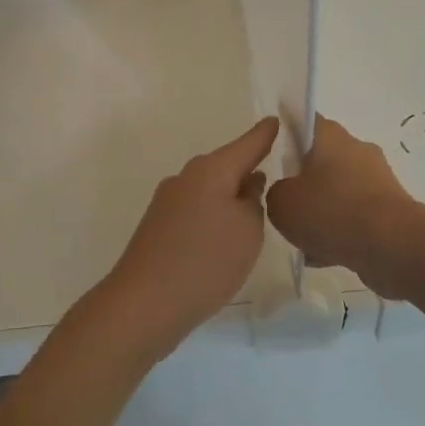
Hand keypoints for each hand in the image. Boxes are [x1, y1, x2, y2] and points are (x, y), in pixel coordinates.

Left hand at [96, 117, 279, 358]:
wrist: (145, 304)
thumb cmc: (206, 262)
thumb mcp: (248, 231)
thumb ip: (253, 201)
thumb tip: (247, 184)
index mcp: (210, 170)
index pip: (248, 143)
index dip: (266, 134)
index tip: (279, 121)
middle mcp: (186, 178)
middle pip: (226, 166)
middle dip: (249, 168)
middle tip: (277, 172)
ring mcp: (168, 203)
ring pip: (210, 190)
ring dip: (231, 196)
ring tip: (256, 211)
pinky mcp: (159, 228)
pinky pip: (197, 211)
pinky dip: (214, 217)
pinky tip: (225, 237)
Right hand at [265, 116, 419, 297]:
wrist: (391, 244)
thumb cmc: (331, 212)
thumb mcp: (282, 204)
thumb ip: (276, 193)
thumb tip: (288, 194)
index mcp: (331, 137)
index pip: (305, 121)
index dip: (287, 133)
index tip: (273, 152)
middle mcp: (357, 151)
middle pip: (322, 160)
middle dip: (304, 182)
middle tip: (286, 205)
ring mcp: (378, 180)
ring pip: (339, 192)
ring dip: (323, 211)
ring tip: (304, 240)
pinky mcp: (390, 208)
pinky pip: (356, 216)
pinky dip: (341, 231)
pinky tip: (326, 255)